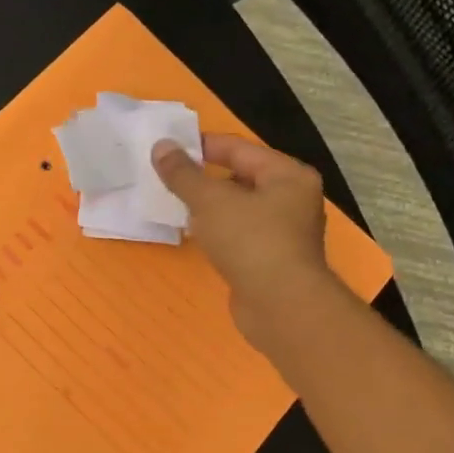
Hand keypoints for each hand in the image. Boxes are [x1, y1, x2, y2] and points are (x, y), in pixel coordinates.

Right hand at [152, 134, 341, 353]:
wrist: (281, 307)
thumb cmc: (251, 242)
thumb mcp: (210, 201)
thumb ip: (183, 173)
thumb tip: (161, 146)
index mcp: (287, 175)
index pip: (239, 148)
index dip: (201, 145)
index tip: (167, 148)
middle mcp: (292, 198)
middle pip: (240, 176)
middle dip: (203, 177)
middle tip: (167, 177)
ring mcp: (285, 231)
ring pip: (239, 207)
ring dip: (209, 205)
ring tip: (175, 203)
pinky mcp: (272, 258)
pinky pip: (239, 232)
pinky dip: (217, 229)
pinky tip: (195, 234)